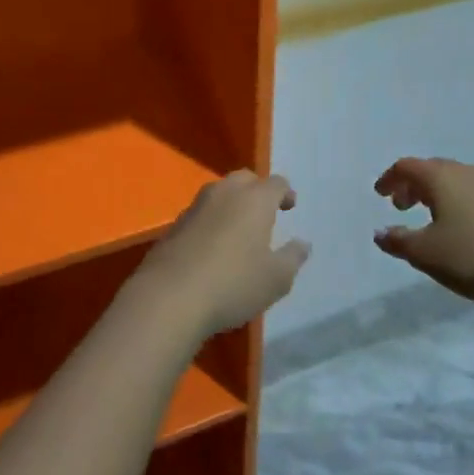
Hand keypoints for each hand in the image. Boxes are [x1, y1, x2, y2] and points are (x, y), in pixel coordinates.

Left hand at [132, 171, 309, 338]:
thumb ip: (293, 258)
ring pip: (221, 192)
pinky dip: (213, 219)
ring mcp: (197, 205)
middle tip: (265, 212)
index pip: (276, 183)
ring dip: (233, 203)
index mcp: (255, 199)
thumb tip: (303, 243)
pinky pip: (202, 212)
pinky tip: (214, 244)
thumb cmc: (233, 283)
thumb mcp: (275, 279)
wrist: (171, 295)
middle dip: (258, 191)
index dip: (285, 192)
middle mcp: (226, 192)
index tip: (290, 206)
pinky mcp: (176, 222)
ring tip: (240, 228)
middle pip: (245, 179)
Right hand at [373, 157, 473, 306]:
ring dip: (434, 193)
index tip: (379, 194)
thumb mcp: (425, 254)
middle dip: (412, 184)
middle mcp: (464, 172)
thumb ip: (398, 241)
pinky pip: (471, 192)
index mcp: (440, 177)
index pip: (406, 166)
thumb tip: (379, 233)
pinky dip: (455, 201)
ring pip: (453, 180)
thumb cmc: (471, 257)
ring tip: (428, 217)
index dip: (389, 178)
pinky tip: (458, 227)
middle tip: (400, 205)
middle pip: (430, 169)